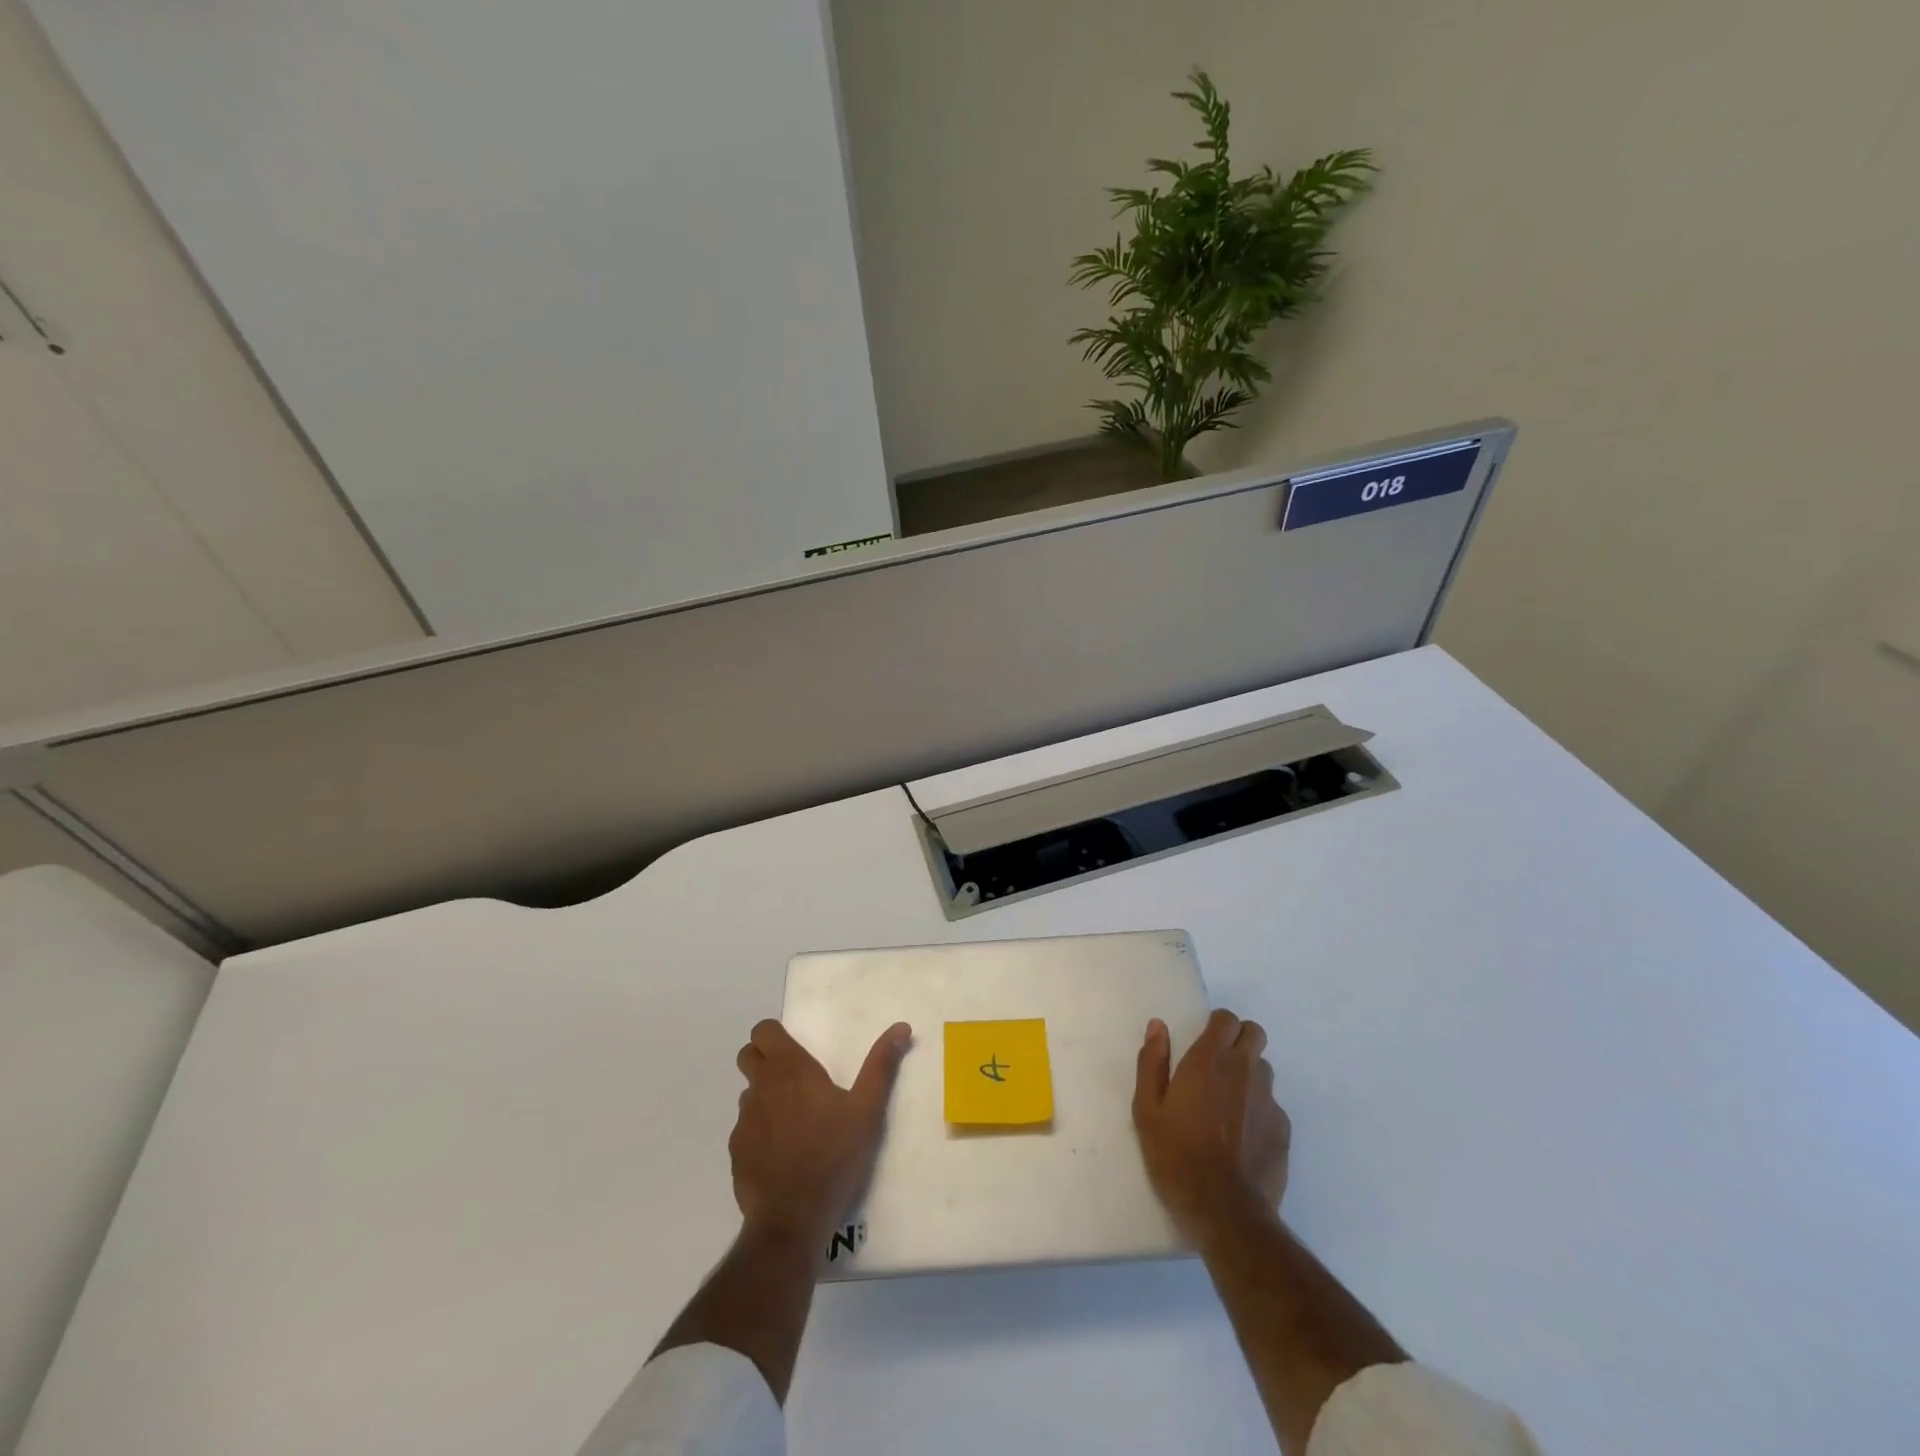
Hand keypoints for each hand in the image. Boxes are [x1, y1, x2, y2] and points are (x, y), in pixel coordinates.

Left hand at [731, 1019, 912, 1247]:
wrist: (793, 1220)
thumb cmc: (834, 1156)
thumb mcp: (867, 1109)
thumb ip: (881, 1065)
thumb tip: (901, 1027)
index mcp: (790, 1070)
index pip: (763, 1031)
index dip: (774, 1035)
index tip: (795, 1049)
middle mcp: (760, 1088)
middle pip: (748, 1056)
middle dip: (764, 1059)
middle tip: (794, 1078)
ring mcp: (743, 1122)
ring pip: (748, 1094)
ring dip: (765, 1097)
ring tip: (794, 1120)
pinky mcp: (736, 1153)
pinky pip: (745, 1130)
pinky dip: (760, 1132)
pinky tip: (782, 1154)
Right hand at [1133, 1008, 1290, 1241]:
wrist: (1226, 1211)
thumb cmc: (1177, 1155)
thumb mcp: (1147, 1110)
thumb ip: (1152, 1062)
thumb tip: (1158, 1027)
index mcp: (1210, 1060)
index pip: (1227, 1019)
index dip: (1216, 1025)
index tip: (1202, 1042)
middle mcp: (1245, 1071)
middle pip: (1254, 1034)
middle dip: (1239, 1040)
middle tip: (1217, 1065)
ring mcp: (1269, 1101)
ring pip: (1263, 1069)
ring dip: (1248, 1075)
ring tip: (1228, 1104)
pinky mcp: (1284, 1130)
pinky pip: (1272, 1105)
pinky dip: (1258, 1110)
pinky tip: (1242, 1137)